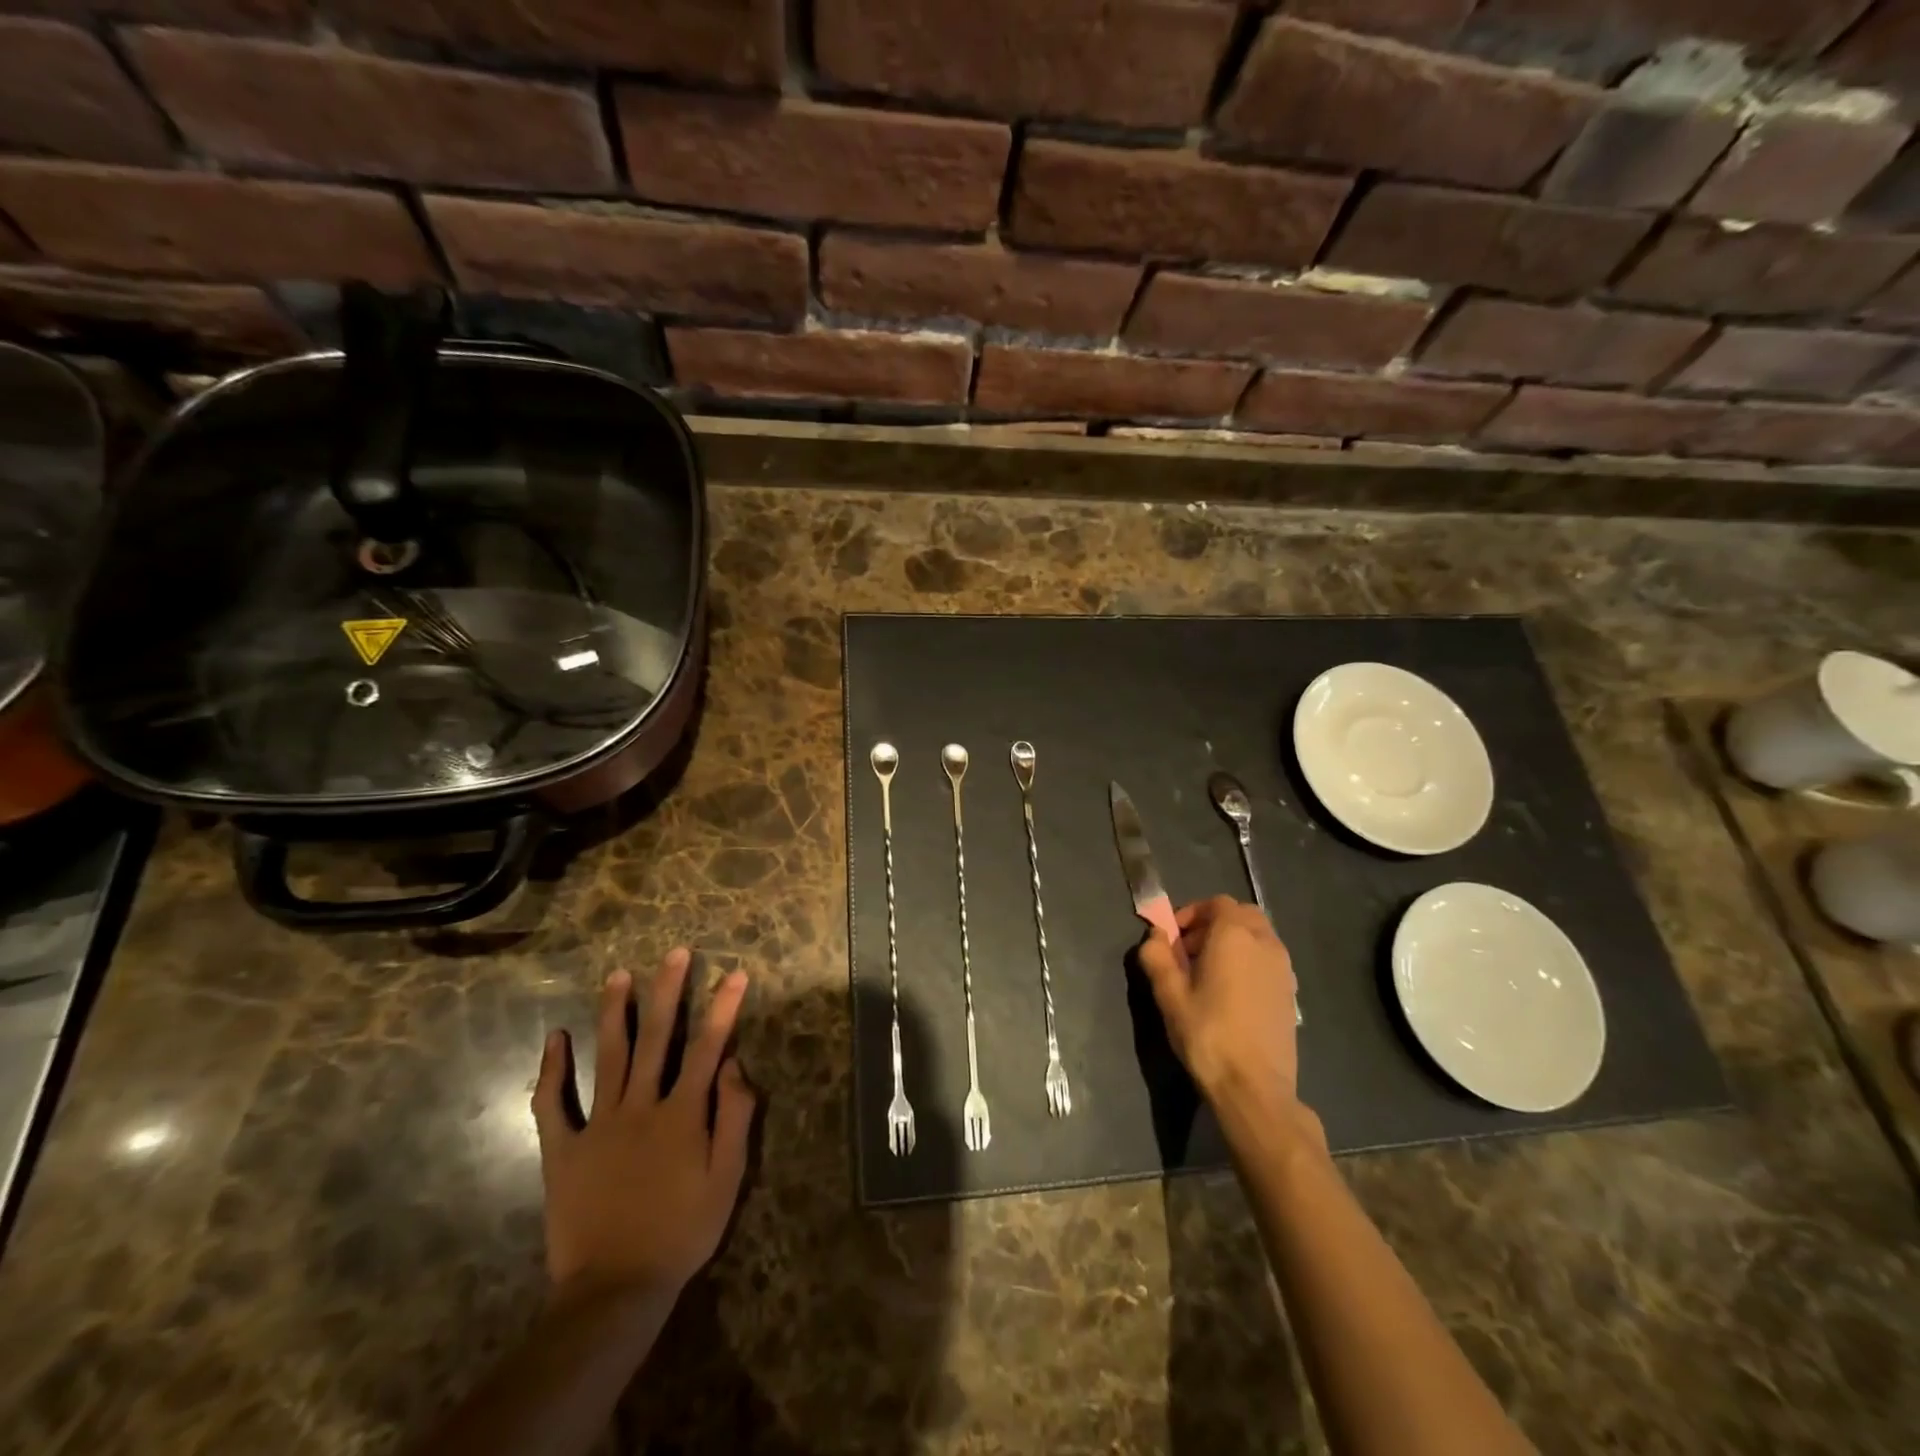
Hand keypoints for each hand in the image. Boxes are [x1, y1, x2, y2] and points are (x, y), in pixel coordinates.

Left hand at [531, 948, 754, 1303]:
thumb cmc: (682, 1232)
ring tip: (619, 975)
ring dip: (615, 1012)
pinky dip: (552, 1070)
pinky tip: (555, 1037)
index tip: (734, 973)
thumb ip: (735, 1117)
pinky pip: (553, 1105)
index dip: (723, 1008)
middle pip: (657, 1038)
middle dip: (668, 991)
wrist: (615, 1290)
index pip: (707, 1047)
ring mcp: (598, 1125)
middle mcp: (641, 1106)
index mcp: (682, 1113)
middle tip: (675, 953)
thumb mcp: (727, 1179)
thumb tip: (734, 1064)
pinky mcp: (563, 1150)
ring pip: (608, 1056)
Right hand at [1136, 896, 1298, 1109]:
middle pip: (1241, 915)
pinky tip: (1231, 994)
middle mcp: (1265, 943)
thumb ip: (1157, 956)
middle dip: (1214, 924)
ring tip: (1209, 974)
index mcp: (1234, 935)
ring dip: (1233, 942)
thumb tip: (1155, 936)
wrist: (1255, 1087)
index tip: (1172, 938)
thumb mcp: (1169, 995)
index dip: (1191, 913)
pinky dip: (1249, 962)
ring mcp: (1283, 969)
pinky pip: (1268, 960)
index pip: (1216, 903)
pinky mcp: (1291, 993)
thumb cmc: (1207, 1034)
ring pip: (1258, 937)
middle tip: (1189, 952)